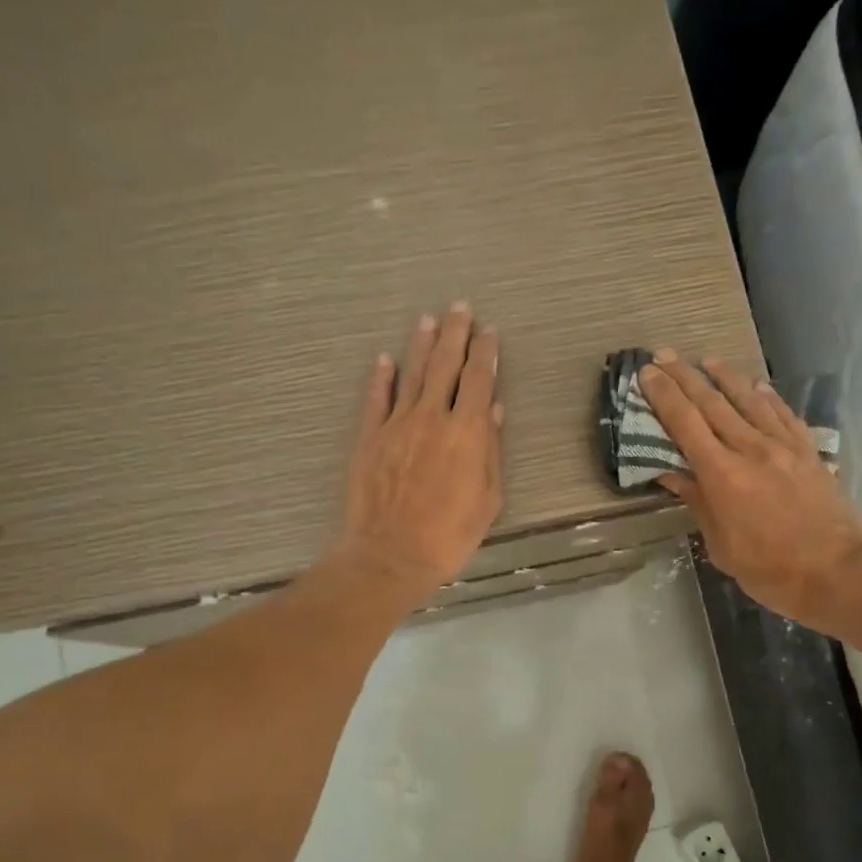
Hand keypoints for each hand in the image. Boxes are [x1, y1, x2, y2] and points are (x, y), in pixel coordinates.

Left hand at [337, 302, 503, 597]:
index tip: (489, 331)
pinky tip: (384, 359)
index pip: (478, 379)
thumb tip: (492, 408)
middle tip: (460, 307)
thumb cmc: (449, 535)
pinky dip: (381, 377)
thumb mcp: (487, 498)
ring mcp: (396, 424)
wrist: (391, 554)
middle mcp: (432, 417)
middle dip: (456, 334)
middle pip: (445, 365)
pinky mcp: (369, 437)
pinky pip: (376, 399)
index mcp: (466, 431)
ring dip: (421, 344)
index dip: (486, 352)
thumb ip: (490, 449)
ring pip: (412, 374)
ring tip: (428, 320)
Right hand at [638, 351, 861, 625]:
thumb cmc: (769, 569)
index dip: (664, 396)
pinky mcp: (807, 451)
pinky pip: (783, 414)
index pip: (685, 424)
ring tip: (707, 360)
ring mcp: (783, 447)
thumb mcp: (721, 545)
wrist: (836, 571)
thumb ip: (698, 503)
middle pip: (712, 404)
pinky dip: (766, 396)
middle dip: (684, 377)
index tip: (647, 374)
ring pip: (749, 400)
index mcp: (722, 475)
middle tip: (664, 356)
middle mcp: (750, 450)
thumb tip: (672, 474)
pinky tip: (757, 386)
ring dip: (725, 377)